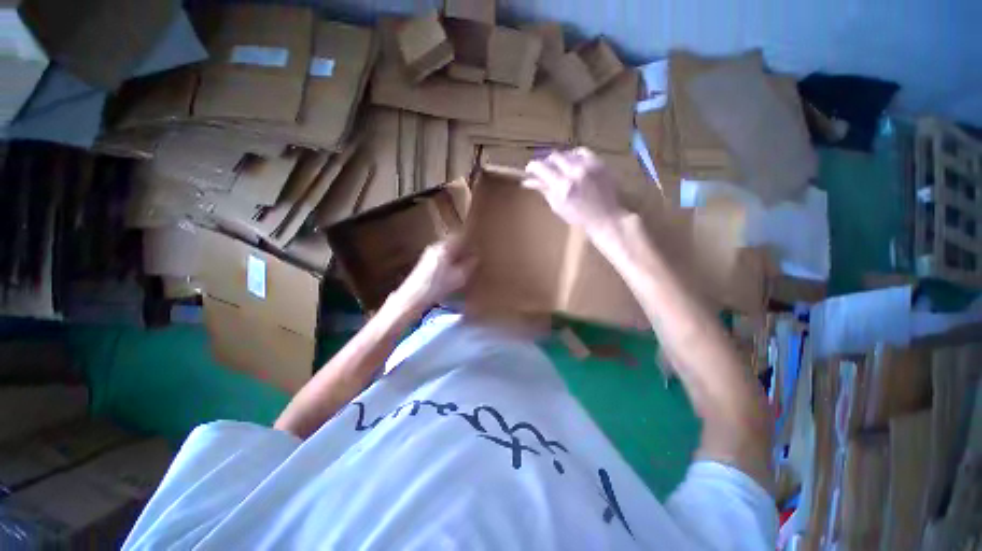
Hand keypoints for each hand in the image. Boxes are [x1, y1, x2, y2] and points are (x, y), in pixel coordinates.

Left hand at [391, 235, 474, 311]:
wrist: (414, 296)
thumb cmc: (438, 285)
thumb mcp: (460, 277)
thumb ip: (470, 265)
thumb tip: (476, 257)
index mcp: (445, 247)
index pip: (460, 237)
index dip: (470, 242)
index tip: (477, 249)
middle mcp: (436, 246)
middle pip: (453, 242)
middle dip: (463, 249)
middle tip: (472, 258)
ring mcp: (429, 253)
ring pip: (447, 250)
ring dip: (456, 256)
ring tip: (464, 266)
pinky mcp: (425, 262)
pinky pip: (442, 256)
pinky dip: (449, 261)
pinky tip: (452, 272)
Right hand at [523, 148, 625, 231]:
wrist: (606, 218)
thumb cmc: (578, 217)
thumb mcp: (557, 206)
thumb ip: (544, 190)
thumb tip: (528, 181)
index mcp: (563, 186)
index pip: (542, 167)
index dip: (533, 166)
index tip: (530, 170)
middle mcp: (575, 172)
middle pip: (554, 157)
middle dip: (546, 163)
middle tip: (544, 171)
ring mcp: (589, 166)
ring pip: (567, 153)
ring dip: (560, 160)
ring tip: (559, 169)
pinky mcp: (599, 163)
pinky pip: (582, 152)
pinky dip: (574, 156)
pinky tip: (573, 164)